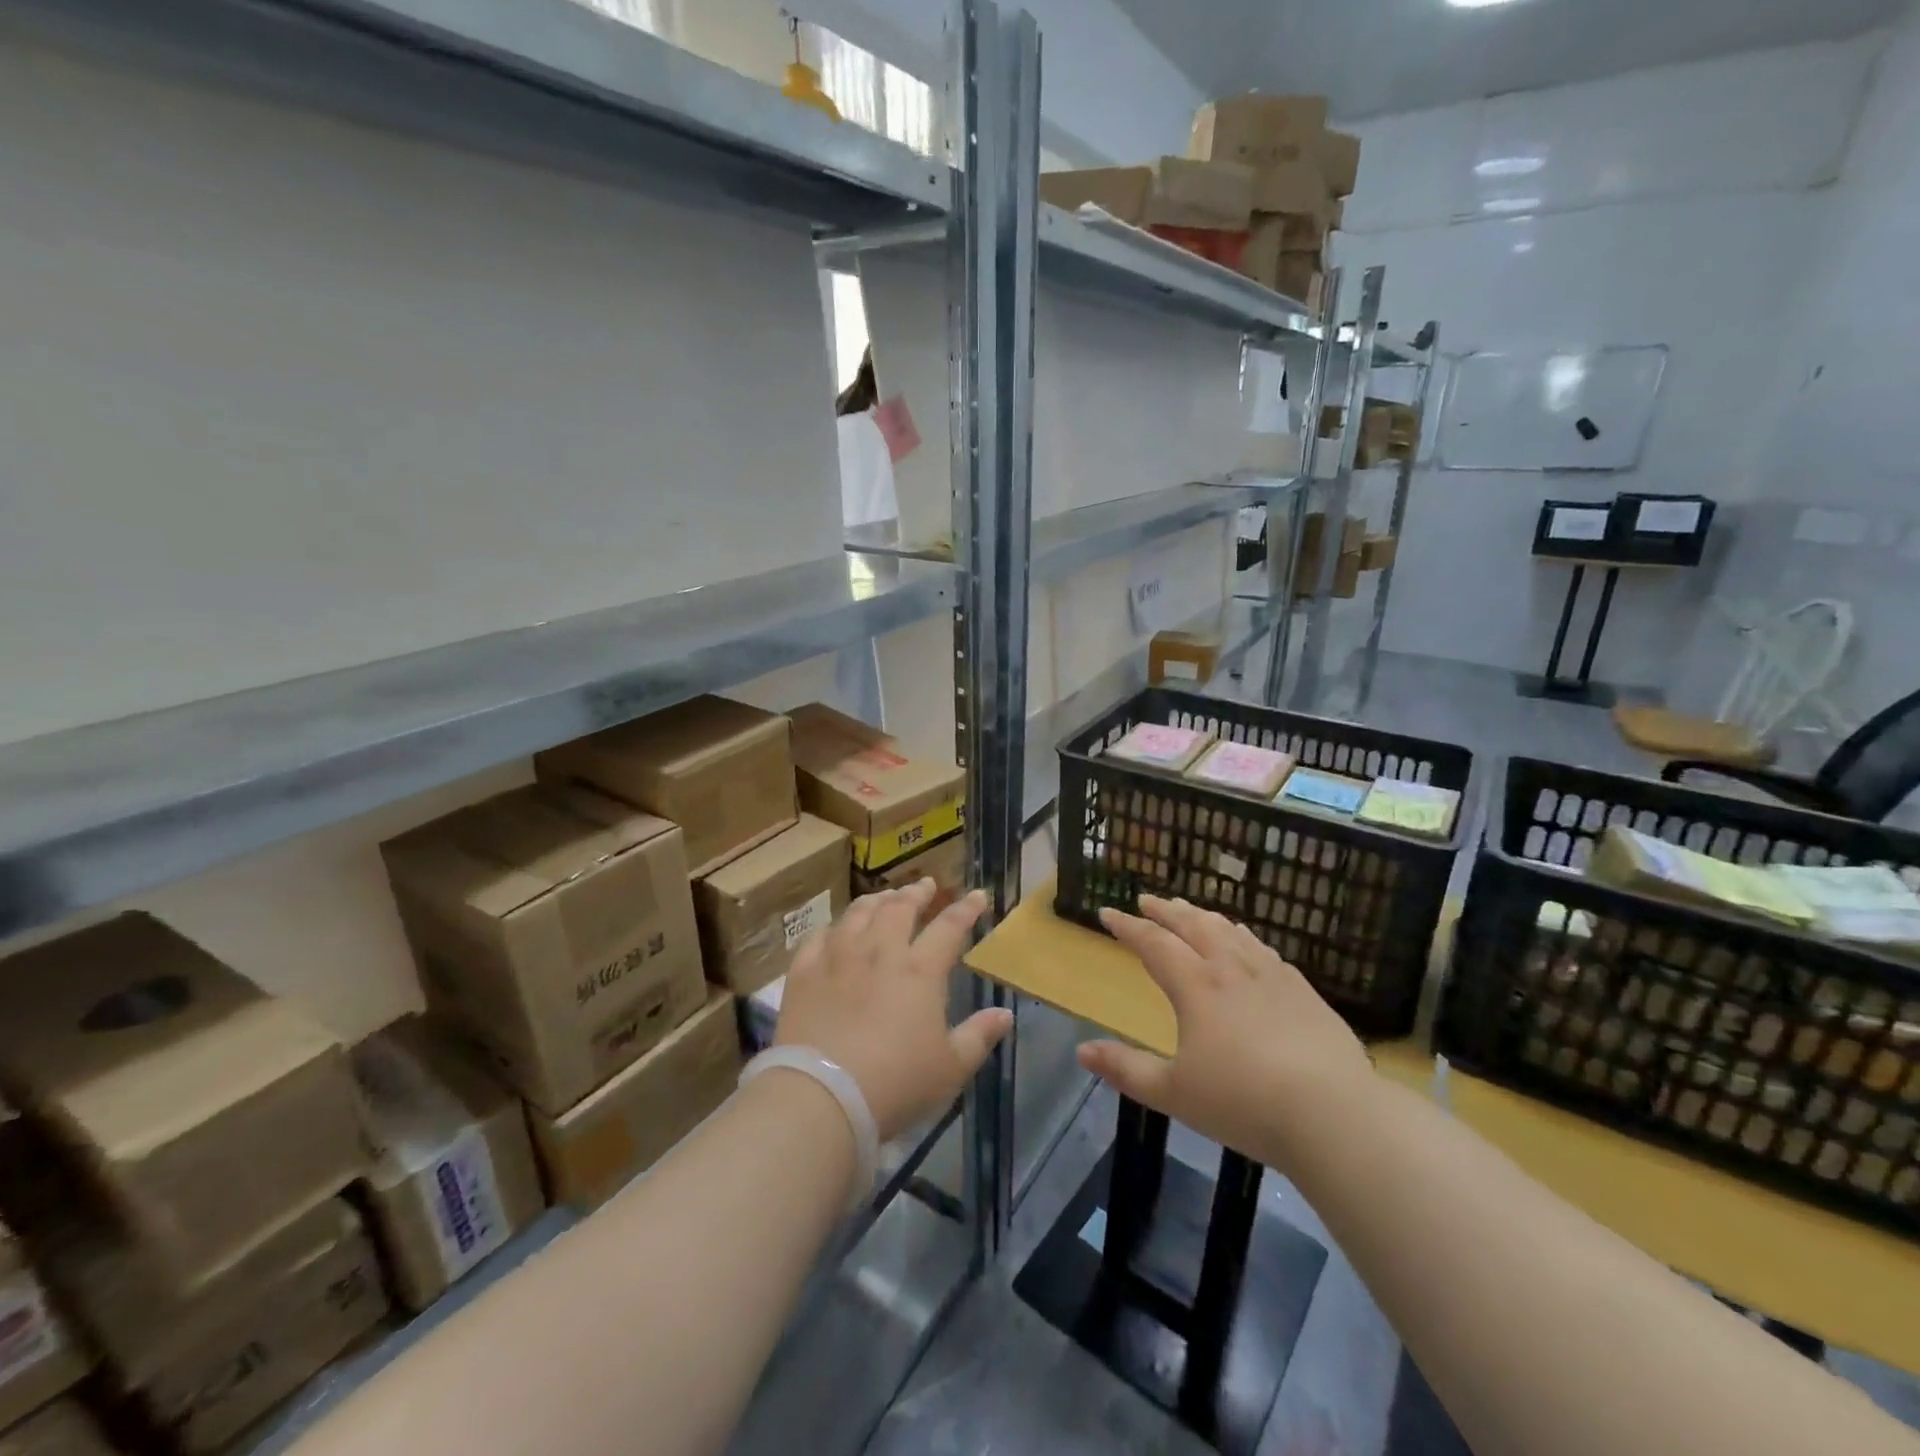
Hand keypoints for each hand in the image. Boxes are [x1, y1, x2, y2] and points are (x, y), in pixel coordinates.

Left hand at [776, 880, 1011, 1142]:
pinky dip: (833, 927)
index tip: (978, 895)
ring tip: (884, 896)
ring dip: (876, 900)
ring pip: (859, 913)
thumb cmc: (896, 1084)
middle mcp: (880, 951)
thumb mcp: (950, 1068)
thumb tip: (1005, 1013)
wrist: (822, 1096)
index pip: (949, 927)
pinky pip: (818, 937)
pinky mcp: (803, 972)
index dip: (966, 909)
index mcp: (920, 970)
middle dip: (917, 893)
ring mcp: (837, 957)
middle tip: (926, 885)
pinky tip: (836, 930)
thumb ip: (979, 1036)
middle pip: (900, 908)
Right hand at [1077, 895, 1373, 1170]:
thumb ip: (1126, 1069)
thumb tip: (1082, 1050)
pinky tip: (1245, 942)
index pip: (1153, 943)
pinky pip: (1263, 948)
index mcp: (1196, 986)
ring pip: (1229, 931)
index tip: (1107, 912)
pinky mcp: (1302, 990)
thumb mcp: (1174, 1093)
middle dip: (1165, 910)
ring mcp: (1271, 975)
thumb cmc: (1244, 1103)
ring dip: (1202, 916)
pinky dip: (1242, 935)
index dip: (1127, 926)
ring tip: (1190, 911)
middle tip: (1147, 899)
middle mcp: (1230, 968)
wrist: (1334, 1113)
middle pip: (1192, 925)